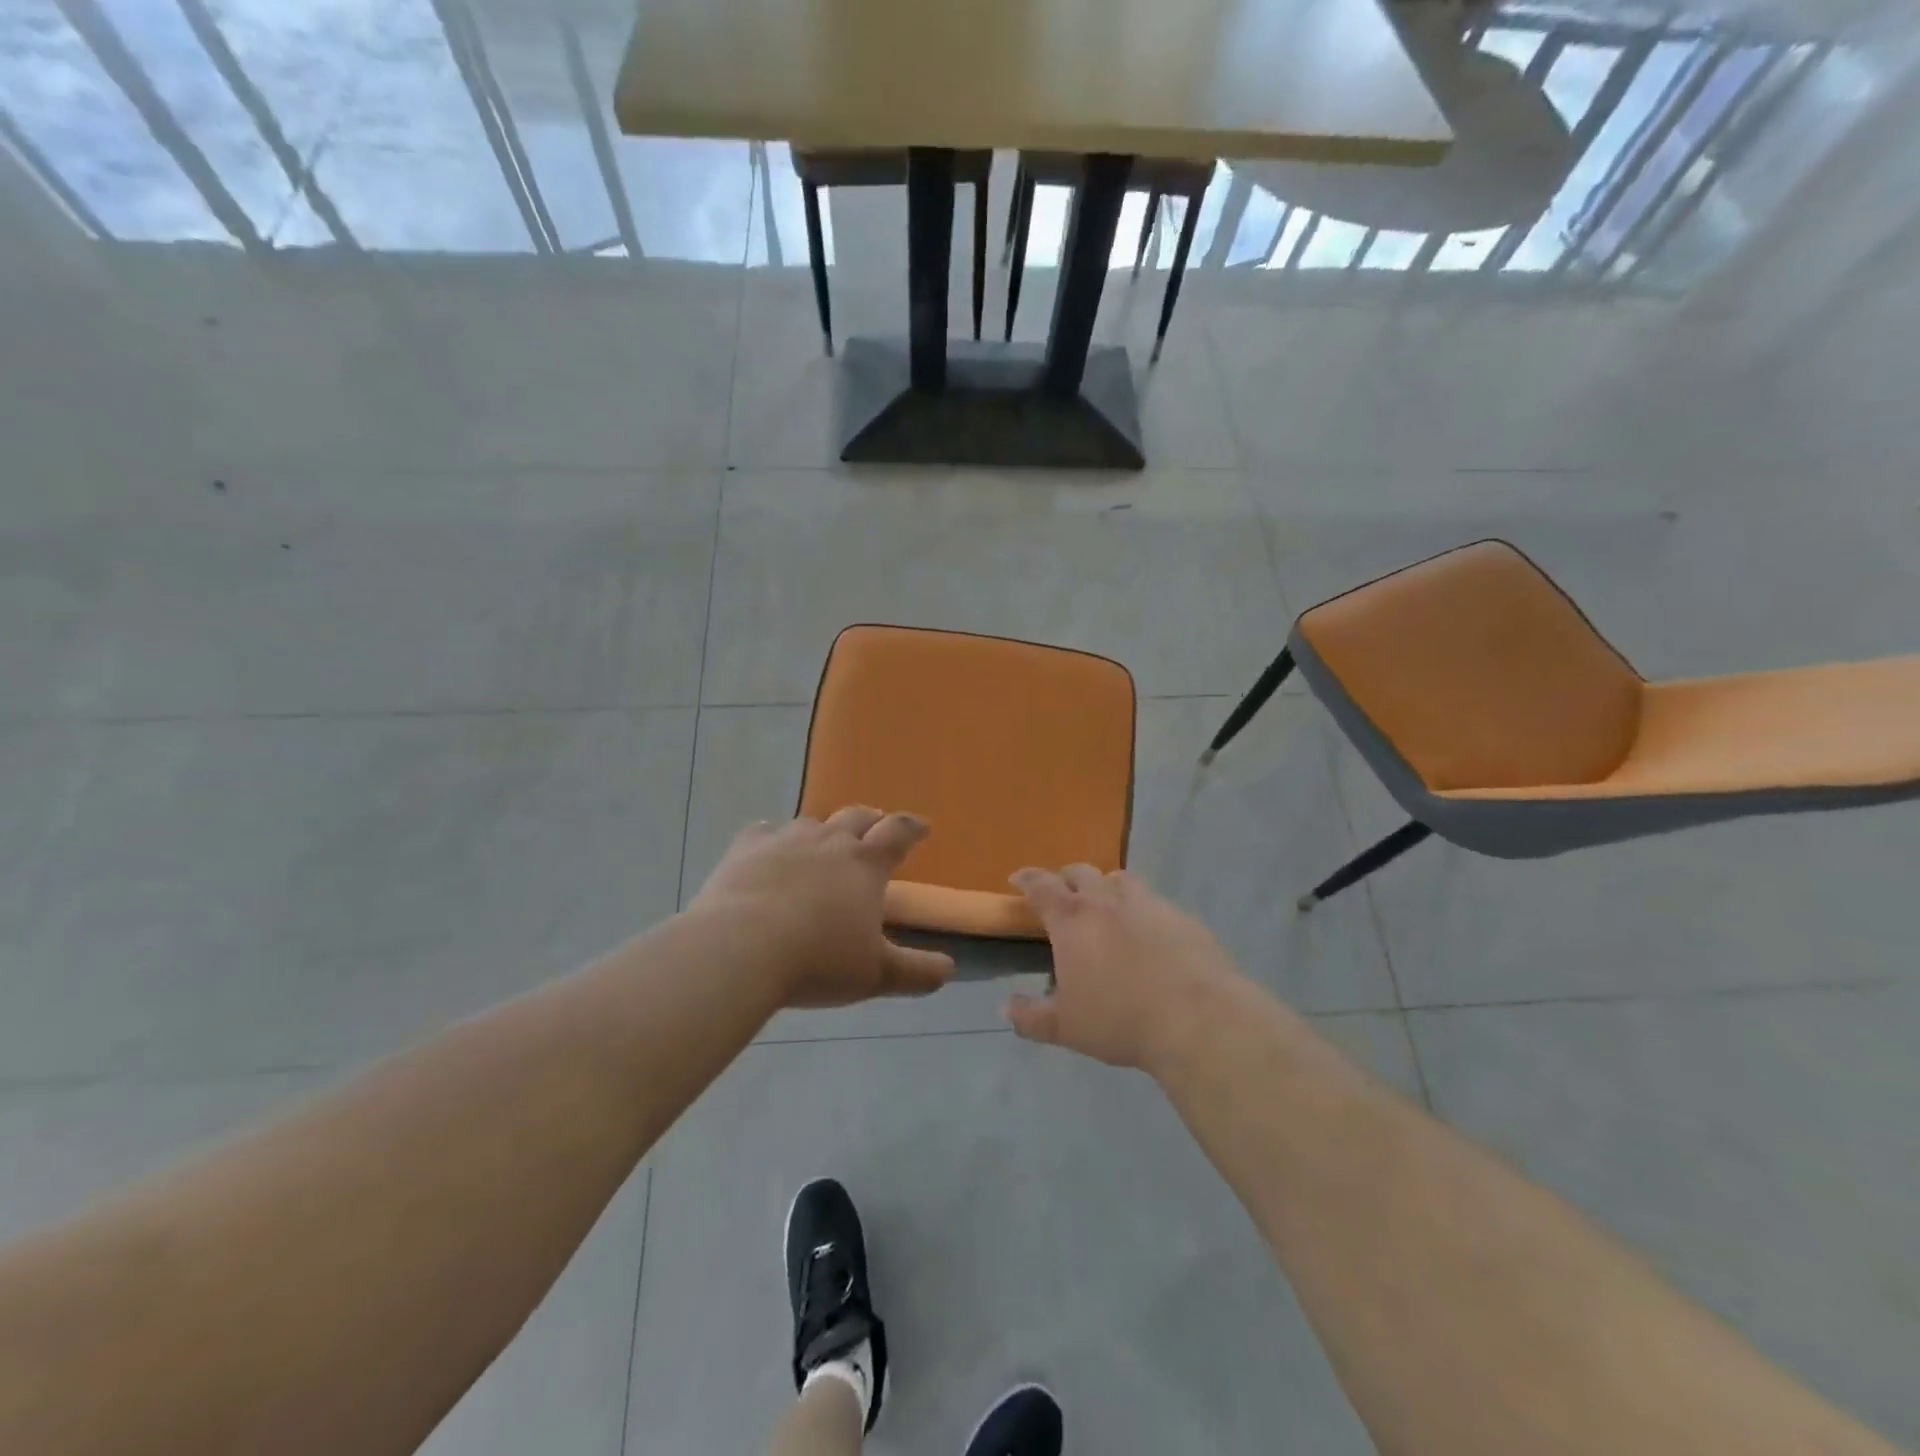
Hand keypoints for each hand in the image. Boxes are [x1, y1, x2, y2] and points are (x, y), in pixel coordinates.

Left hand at [690, 809, 953, 1008]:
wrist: (741, 948)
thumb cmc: (818, 961)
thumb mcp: (877, 975)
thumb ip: (917, 972)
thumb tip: (949, 969)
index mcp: (866, 864)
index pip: (898, 832)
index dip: (912, 828)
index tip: (922, 827)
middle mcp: (830, 841)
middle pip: (857, 816)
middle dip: (871, 821)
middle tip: (876, 829)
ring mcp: (786, 840)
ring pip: (813, 822)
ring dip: (825, 830)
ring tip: (825, 844)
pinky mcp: (746, 848)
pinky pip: (765, 831)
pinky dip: (774, 838)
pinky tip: (770, 850)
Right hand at [1004, 865, 1244, 1073]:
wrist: (1197, 1019)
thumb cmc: (1120, 1020)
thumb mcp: (1066, 1028)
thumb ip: (1031, 1017)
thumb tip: (1007, 1007)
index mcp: (1072, 919)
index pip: (1041, 885)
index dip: (1026, 879)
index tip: (1017, 879)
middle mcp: (1107, 900)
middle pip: (1080, 872)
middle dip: (1065, 879)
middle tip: (1061, 894)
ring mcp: (1149, 904)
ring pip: (1120, 879)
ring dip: (1105, 887)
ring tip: (1104, 906)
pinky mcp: (1182, 917)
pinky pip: (1154, 902)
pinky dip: (1142, 910)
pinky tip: (1148, 934)